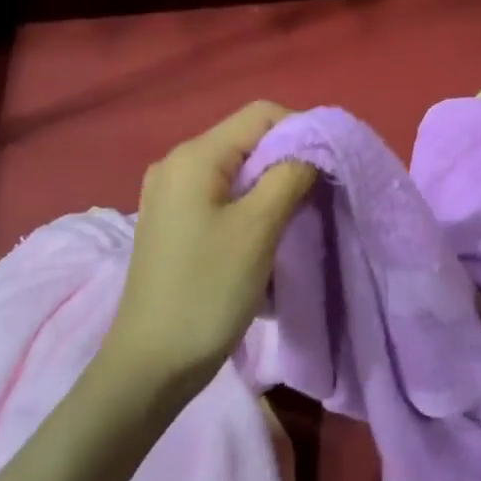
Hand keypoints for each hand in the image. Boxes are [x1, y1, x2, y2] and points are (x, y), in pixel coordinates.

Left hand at [98, 101, 315, 398]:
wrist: (150, 365)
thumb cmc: (207, 291)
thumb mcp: (258, 229)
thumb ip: (290, 175)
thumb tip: (314, 147)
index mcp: (193, 156)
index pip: (260, 115)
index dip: (301, 130)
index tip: (329, 167)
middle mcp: (175, 163)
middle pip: (246, 140)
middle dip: (287, 159)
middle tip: (318, 195)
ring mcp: (169, 194)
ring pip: (236, 170)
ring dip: (271, 184)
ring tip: (296, 216)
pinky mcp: (172, 222)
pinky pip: (219, 195)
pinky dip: (249, 203)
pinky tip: (264, 232)